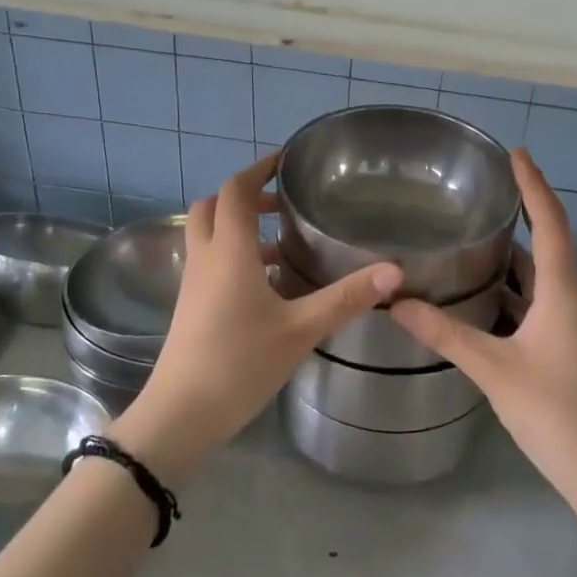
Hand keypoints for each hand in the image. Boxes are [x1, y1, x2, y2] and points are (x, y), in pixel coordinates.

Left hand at [115, 154, 402, 483]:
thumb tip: (395, 271)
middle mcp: (206, 259)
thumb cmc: (239, 364)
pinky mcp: (191, 306)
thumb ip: (346, 298)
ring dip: (239, 226)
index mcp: (229, 252)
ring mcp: (193, 284)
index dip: (258, 170)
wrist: (181, 414)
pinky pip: (210, 262)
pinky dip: (235, 255)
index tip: (285, 161)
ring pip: (209, 235)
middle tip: (282, 201)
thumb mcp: (300, 330)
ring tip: (284, 243)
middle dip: (244, 195)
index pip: (236, 191)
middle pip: (212, 206)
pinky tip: (269, 285)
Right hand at [392, 150, 576, 501]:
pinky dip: (518, 291)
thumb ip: (444, 332)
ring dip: (515, 259)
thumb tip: (396, 302)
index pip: (550, 222)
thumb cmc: (552, 410)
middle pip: (549, 245)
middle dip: (520, 217)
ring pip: (545, 278)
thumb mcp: (492, 368)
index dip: (533, 185)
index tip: (516, 152)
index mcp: (564, 291)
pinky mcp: (575, 344)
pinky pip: (545, 302)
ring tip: (474, 241)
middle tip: (482, 196)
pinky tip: (486, 297)